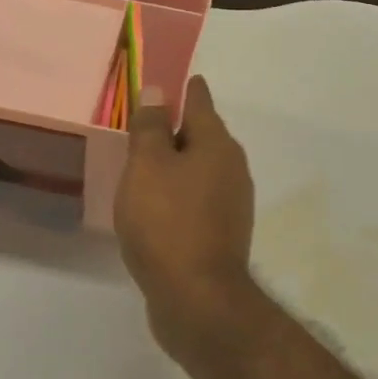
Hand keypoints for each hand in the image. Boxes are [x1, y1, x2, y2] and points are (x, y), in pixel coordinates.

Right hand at [114, 76, 256, 365]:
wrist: (197, 299)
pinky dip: (178, 194)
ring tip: (145, 163)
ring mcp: (231, 203)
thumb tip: (159, 91)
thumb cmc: (167, 222)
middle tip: (145, 123)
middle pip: (203, 136)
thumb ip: (151, 127)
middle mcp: (232, 168)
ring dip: (177, 164)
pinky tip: (157, 205)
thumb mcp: (148, 166)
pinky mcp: (222, 233)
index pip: (200, 102)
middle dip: (178, 128)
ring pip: (200, 170)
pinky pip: (197, 199)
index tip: (173, 79)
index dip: (185, 89)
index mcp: (217, 144)